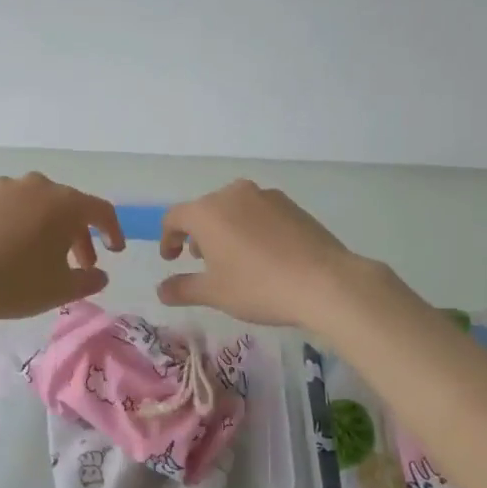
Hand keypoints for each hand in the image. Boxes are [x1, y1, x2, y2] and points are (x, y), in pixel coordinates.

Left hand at [0, 174, 124, 322]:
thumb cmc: (14, 283)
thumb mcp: (60, 290)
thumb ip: (88, 281)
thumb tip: (99, 275)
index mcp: (64, 203)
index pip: (101, 210)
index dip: (112, 231)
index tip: (114, 251)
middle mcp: (36, 185)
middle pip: (66, 206)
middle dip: (76, 235)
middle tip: (77, 264)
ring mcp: (1, 186)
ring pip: (33, 203)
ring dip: (42, 225)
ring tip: (36, 254)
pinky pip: (3, 206)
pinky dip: (11, 222)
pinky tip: (1, 246)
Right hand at [155, 180, 366, 328]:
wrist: (325, 282)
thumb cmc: (259, 287)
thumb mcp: (215, 293)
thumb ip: (183, 288)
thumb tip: (161, 289)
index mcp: (208, 211)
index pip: (175, 217)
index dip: (168, 238)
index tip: (171, 259)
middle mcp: (234, 194)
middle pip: (205, 210)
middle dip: (199, 234)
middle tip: (203, 262)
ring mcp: (266, 196)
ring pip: (234, 209)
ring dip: (226, 229)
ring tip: (235, 259)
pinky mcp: (292, 205)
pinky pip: (260, 212)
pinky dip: (252, 228)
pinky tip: (265, 255)